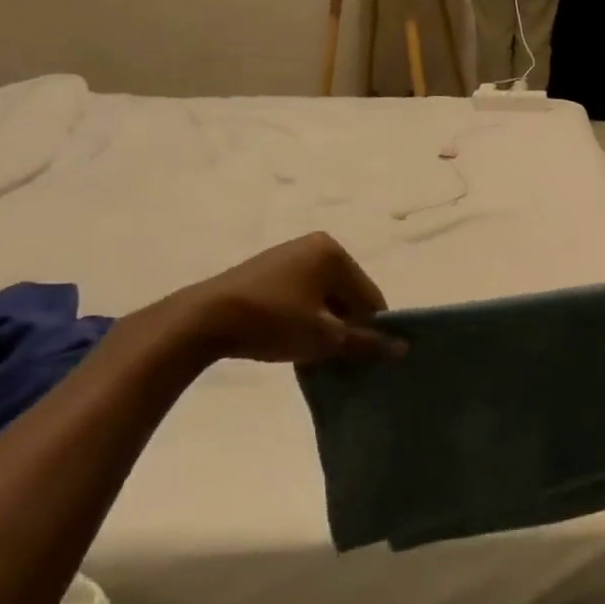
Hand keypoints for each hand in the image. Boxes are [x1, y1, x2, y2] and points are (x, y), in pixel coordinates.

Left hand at [174, 233, 401, 365]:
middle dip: (345, 326)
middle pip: (346, 295)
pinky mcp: (264, 271)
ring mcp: (286, 256)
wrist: (201, 321)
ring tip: (310, 352)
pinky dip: (302, 318)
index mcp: (334, 253)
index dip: (371, 329)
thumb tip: (403, 347)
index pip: (370, 297)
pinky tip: (289, 340)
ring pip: (322, 298)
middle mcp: (314, 246)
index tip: (361, 356)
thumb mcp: (325, 337)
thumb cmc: (273, 321)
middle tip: (335, 357)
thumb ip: (366, 342)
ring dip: (323, 325)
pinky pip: (299, 295)